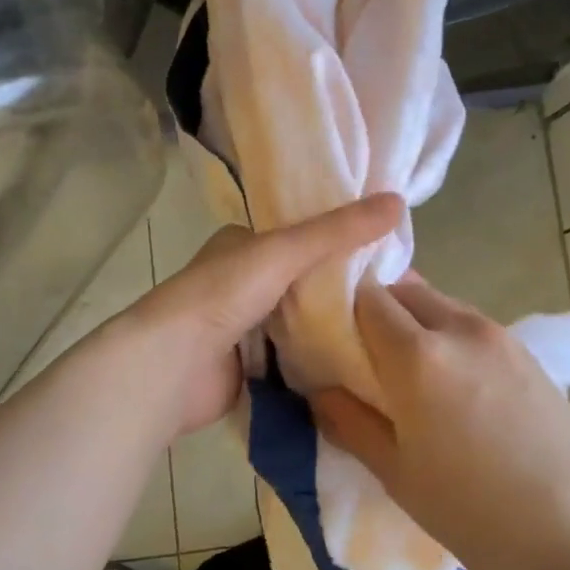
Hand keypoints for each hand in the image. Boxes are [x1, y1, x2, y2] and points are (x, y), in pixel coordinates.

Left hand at [117, 193, 403, 438]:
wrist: (171, 365)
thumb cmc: (221, 295)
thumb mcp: (282, 251)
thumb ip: (337, 231)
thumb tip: (397, 201)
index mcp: (243, 245)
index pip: (301, 235)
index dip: (341, 238)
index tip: (389, 248)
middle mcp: (243, 282)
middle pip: (304, 282)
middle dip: (343, 288)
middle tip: (398, 294)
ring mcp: (245, 327)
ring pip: (301, 322)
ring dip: (334, 327)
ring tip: (390, 328)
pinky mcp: (249, 367)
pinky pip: (294, 360)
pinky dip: (320, 361)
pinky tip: (360, 362)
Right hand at [309, 276, 569, 569]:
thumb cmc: (479, 514)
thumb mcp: (398, 475)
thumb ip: (348, 422)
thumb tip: (319, 388)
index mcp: (418, 354)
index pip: (364, 297)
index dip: (337, 307)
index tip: (324, 335)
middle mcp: (458, 327)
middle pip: (402, 290)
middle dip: (373, 310)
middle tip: (358, 354)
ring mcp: (499, 336)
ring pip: (438, 304)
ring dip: (411, 322)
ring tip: (402, 372)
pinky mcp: (527, 353)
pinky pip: (468, 326)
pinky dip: (443, 336)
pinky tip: (447, 384)